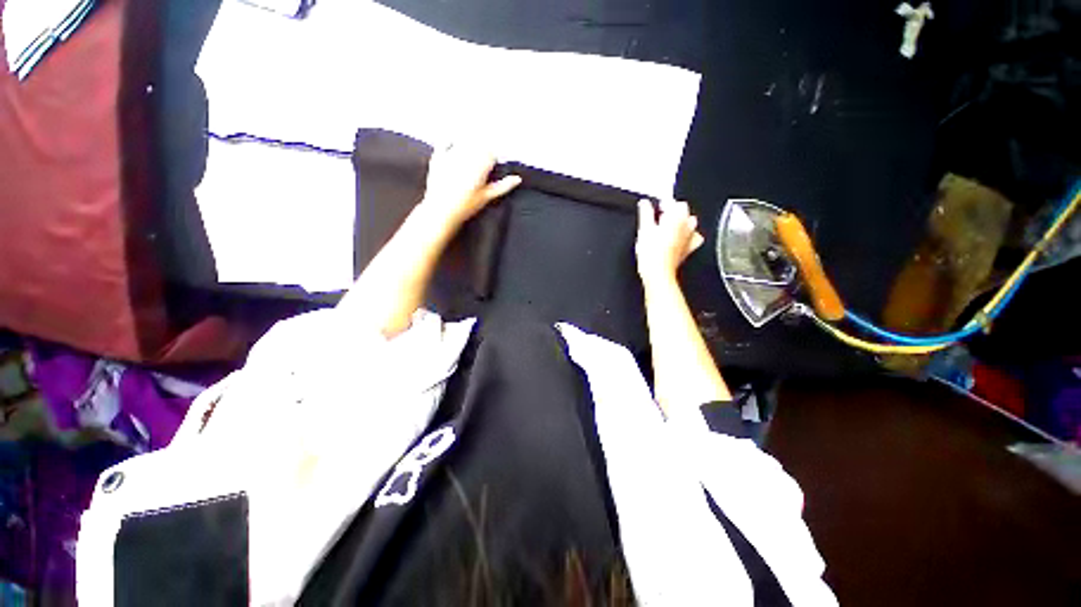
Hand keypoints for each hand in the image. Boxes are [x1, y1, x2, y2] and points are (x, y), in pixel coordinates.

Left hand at [419, 144, 521, 231]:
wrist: (442, 211)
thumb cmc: (467, 206)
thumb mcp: (487, 197)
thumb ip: (503, 186)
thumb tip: (518, 179)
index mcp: (480, 166)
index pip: (491, 154)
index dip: (494, 159)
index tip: (493, 167)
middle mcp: (466, 157)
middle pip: (478, 146)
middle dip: (482, 152)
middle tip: (481, 166)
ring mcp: (451, 155)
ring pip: (464, 142)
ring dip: (469, 146)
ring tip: (469, 159)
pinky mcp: (438, 157)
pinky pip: (444, 142)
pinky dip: (450, 141)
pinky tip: (453, 145)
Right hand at [635, 199, 704, 286]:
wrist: (658, 273)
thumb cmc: (652, 254)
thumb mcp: (644, 230)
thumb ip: (645, 213)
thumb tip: (644, 203)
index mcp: (676, 218)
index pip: (673, 202)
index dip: (664, 202)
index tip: (657, 205)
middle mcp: (686, 226)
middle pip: (683, 211)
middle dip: (673, 211)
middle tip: (661, 215)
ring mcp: (689, 238)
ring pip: (690, 222)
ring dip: (681, 221)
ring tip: (669, 225)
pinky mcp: (688, 249)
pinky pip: (694, 238)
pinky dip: (688, 236)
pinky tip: (680, 238)